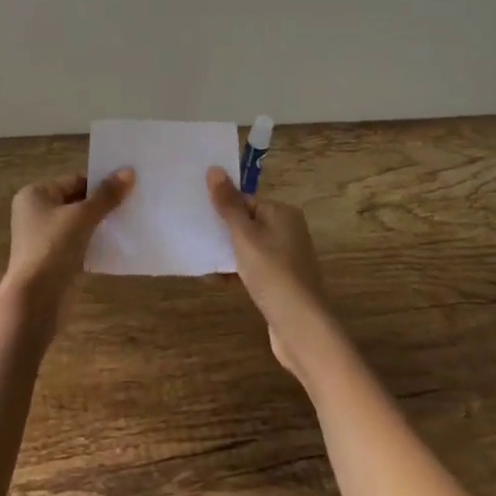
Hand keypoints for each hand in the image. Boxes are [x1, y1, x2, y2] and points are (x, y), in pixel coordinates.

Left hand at [3, 169, 133, 334]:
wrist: (36, 301)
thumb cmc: (53, 248)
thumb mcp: (82, 217)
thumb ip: (106, 195)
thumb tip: (129, 171)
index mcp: (35, 194)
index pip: (74, 180)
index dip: (100, 182)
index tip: (128, 184)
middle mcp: (36, 212)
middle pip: (76, 201)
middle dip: (102, 203)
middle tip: (133, 201)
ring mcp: (44, 238)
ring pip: (79, 224)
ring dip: (100, 223)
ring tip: (130, 220)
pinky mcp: (54, 260)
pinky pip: (79, 243)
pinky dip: (95, 242)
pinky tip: (118, 243)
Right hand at [207, 166, 334, 378]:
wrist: (300, 327)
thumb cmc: (272, 273)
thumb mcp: (244, 235)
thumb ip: (228, 204)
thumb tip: (214, 169)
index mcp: (283, 213)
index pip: (246, 200)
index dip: (223, 207)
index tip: (198, 215)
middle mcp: (288, 231)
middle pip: (247, 223)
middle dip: (223, 231)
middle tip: (195, 234)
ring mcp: (286, 259)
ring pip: (248, 248)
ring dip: (227, 254)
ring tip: (201, 258)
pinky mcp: (281, 283)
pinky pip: (253, 269)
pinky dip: (236, 272)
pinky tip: (216, 281)